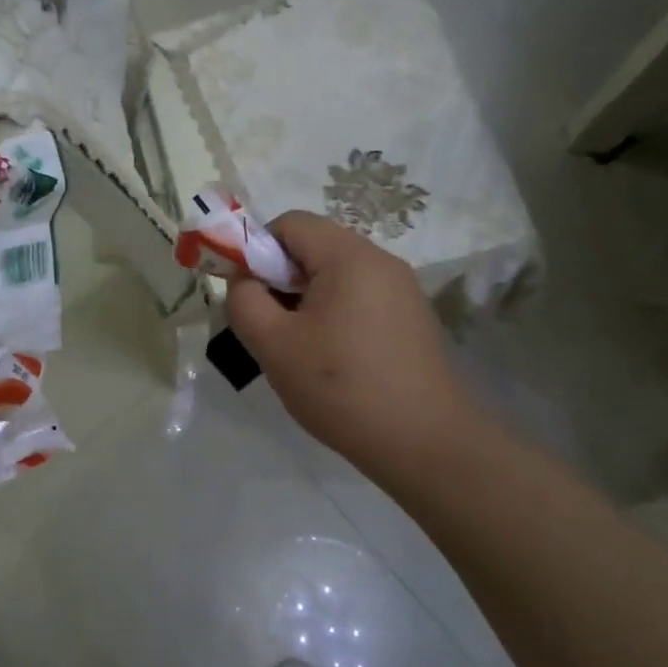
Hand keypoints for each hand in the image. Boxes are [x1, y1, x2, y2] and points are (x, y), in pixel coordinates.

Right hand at [226, 212, 482, 484]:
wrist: (424, 443)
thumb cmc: (341, 388)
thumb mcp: (273, 345)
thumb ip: (244, 301)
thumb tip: (243, 280)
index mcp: (349, 256)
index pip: (290, 224)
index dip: (256, 250)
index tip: (248, 295)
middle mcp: (381, 261)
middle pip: (314, 247)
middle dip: (280, 279)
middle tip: (270, 327)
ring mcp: (402, 290)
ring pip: (336, 276)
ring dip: (306, 301)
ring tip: (299, 349)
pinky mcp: (412, 318)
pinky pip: (360, 299)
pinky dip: (334, 316)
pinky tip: (333, 361)